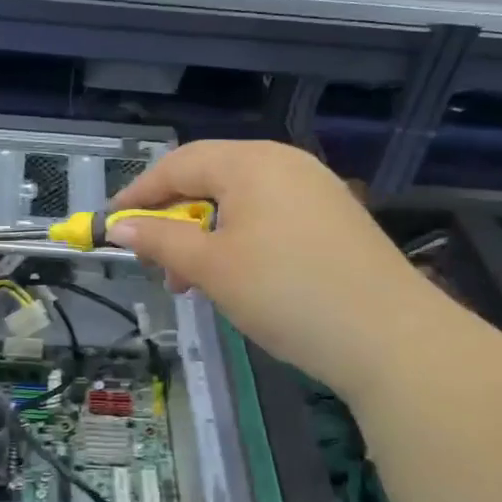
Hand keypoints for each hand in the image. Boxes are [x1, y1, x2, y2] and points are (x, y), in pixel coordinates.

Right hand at [108, 141, 412, 396]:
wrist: (393, 338)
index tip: (109, 225)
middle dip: (174, 219)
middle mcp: (285, 163)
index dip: (138, 194)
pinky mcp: (336, 218)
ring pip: (240, 201)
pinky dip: (241, 240)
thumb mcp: (212, 268)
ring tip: (195, 282)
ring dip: (206, 235)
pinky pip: (271, 216)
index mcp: (251, 162)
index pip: (178, 165)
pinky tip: (240, 277)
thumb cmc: (287, 293)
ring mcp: (316, 188)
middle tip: (156, 264)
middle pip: (210, 178)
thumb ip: (160, 240)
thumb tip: (117, 226)